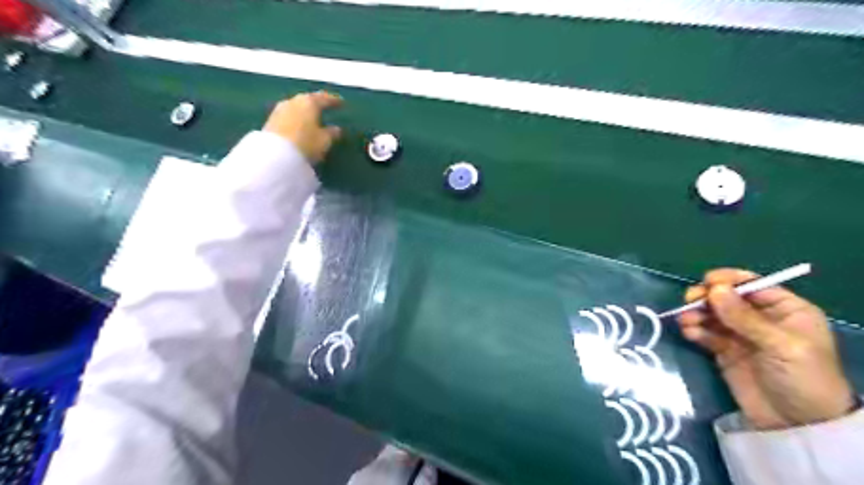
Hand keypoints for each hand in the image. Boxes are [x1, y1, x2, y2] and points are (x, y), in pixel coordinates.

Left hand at [262, 91, 343, 161]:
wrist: (275, 155)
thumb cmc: (305, 144)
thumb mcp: (324, 141)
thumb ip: (332, 133)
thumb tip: (337, 129)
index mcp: (309, 102)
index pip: (324, 98)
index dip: (333, 100)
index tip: (341, 102)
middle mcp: (293, 101)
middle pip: (307, 100)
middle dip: (316, 104)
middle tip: (325, 107)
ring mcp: (280, 110)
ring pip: (296, 107)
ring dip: (304, 111)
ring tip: (312, 118)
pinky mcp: (271, 121)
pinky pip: (288, 116)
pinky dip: (296, 118)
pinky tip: (299, 125)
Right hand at [678, 266, 852, 430]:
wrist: (797, 424)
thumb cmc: (803, 378)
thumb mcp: (781, 345)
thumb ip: (745, 317)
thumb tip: (714, 289)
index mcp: (785, 310)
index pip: (753, 285)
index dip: (729, 281)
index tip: (707, 283)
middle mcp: (761, 318)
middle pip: (727, 298)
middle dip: (707, 297)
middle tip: (690, 301)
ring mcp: (740, 334)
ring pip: (712, 314)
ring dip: (696, 314)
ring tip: (686, 321)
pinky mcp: (724, 350)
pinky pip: (705, 333)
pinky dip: (695, 330)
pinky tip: (689, 333)